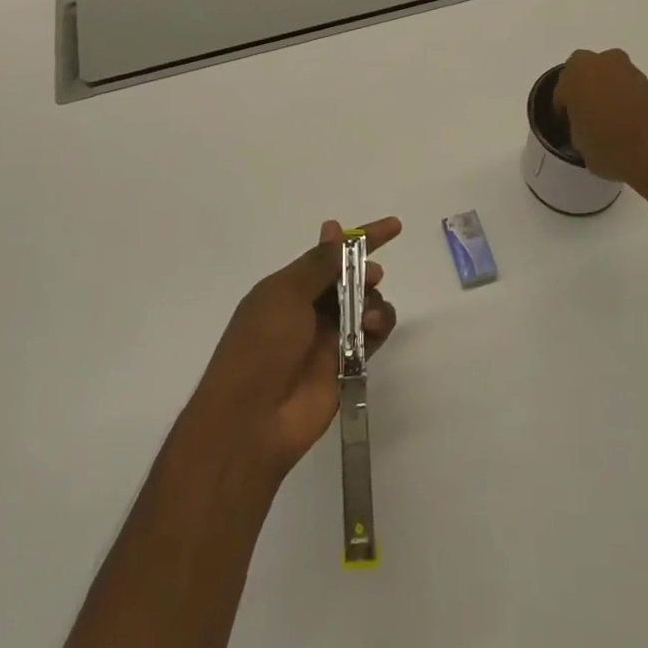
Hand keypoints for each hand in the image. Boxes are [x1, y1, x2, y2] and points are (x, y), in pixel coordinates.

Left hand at [188, 217, 400, 483]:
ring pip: (365, 305)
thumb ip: (318, 264)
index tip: (394, 227)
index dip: (359, 239)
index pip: (328, 254)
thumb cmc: (261, 346)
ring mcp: (327, 338)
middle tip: (372, 276)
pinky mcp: (346, 365)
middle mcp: (308, 309)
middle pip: (349, 279)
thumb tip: (334, 228)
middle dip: (365, 272)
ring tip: (369, 316)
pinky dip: (379, 326)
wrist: (252, 420)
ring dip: (373, 301)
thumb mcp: (286, 294)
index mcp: (287, 288)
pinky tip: (375, 328)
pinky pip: (372, 336)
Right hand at [553, 49, 647, 184]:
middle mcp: (600, 62)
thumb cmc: (609, 145)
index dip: (564, 112)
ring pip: (610, 80)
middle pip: (586, 76)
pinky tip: (629, 125)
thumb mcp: (579, 144)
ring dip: (608, 95)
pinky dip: (627, 102)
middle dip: (586, 92)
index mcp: (574, 73)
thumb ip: (577, 128)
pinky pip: (629, 90)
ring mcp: (629, 70)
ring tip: (611, 124)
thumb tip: (586, 129)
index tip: (570, 128)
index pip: (562, 92)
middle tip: (588, 120)